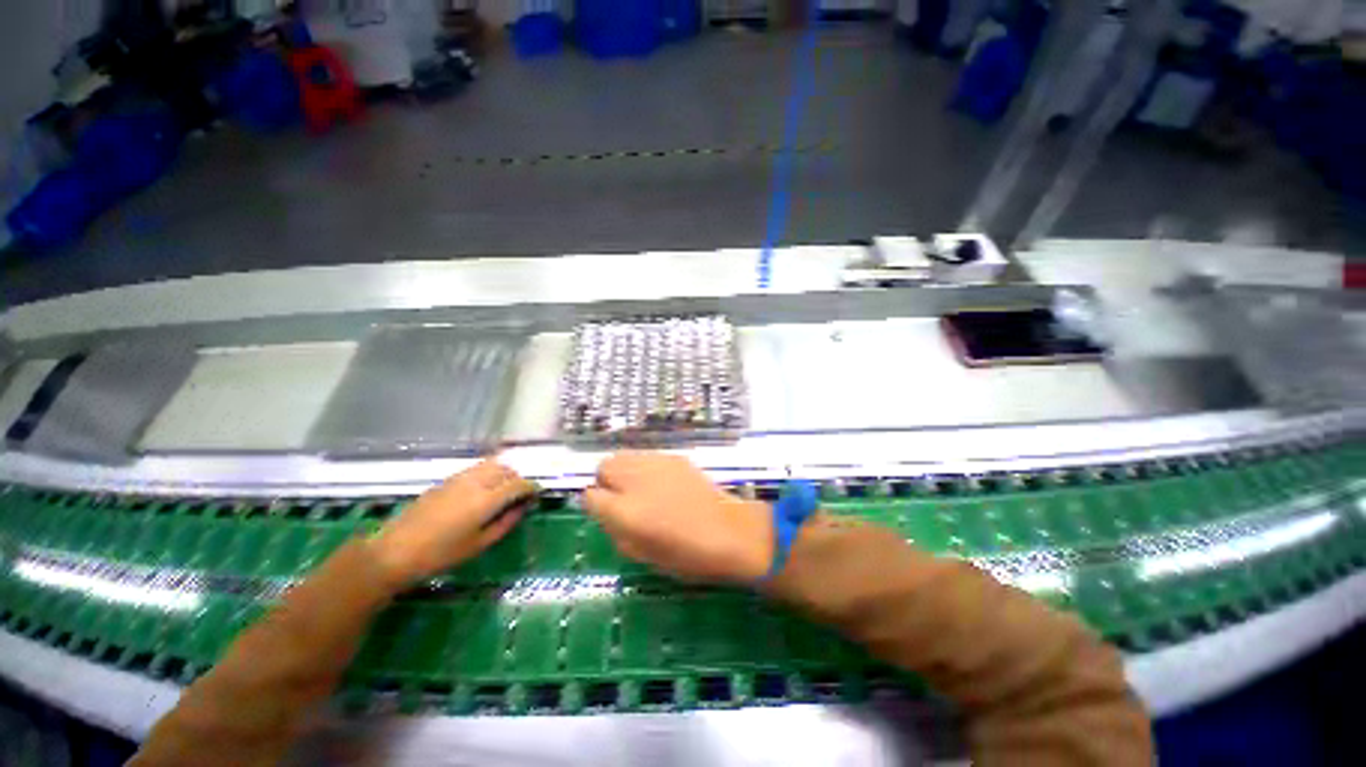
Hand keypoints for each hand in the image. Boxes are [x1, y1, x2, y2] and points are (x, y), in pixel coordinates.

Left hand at [369, 459, 534, 588]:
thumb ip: (506, 522)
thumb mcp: (480, 544)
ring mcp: (460, 477)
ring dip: (504, 473)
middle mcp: (476, 482)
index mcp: (487, 499)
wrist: (395, 551)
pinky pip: (476, 468)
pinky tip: (483, 490)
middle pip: (507, 469)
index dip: (532, 487)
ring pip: (492, 464)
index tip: (536, 495)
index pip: (519, 484)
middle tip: (520, 496)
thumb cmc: (441, 554)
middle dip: (518, 479)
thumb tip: (523, 507)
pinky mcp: (447, 479)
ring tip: (503, 490)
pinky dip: (488, 473)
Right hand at [583, 452, 773, 582]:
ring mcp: (657, 463)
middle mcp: (636, 479)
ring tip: (640, 489)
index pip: (590, 495)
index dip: (594, 504)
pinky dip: (644, 467)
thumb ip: (615, 529)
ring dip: (624, 471)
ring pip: (624, 456)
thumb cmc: (686, 554)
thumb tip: (604, 510)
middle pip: (604, 466)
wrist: (729, 531)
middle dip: (606, 481)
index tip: (605, 512)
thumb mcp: (640, 553)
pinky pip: (646, 457)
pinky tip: (660, 483)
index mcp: (625, 510)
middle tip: (621, 499)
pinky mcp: (674, 457)